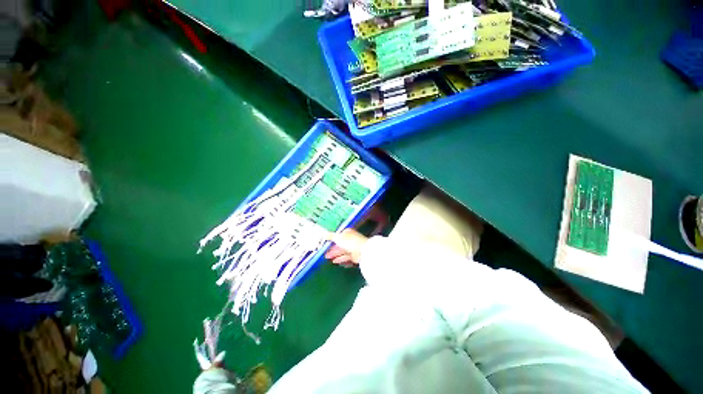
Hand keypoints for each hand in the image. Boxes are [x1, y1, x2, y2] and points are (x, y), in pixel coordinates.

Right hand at [325, 229, 367, 266]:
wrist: (362, 251)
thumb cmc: (349, 241)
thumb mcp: (338, 237)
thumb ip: (330, 236)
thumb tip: (324, 234)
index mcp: (348, 232)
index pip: (339, 235)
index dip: (332, 239)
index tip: (325, 243)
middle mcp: (350, 239)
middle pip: (340, 244)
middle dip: (332, 248)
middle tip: (324, 252)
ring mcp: (353, 248)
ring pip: (342, 251)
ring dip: (335, 254)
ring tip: (327, 257)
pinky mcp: (354, 256)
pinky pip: (346, 257)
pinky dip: (340, 259)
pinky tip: (334, 262)